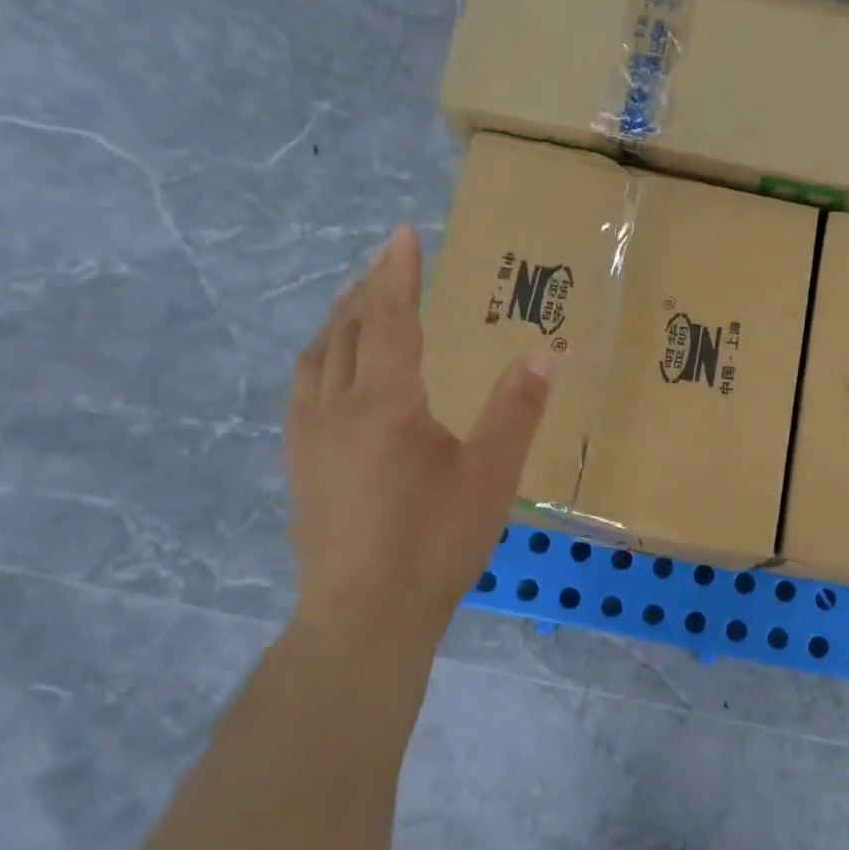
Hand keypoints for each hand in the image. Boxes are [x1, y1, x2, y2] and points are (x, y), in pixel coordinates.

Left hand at [286, 225, 556, 643]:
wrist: (365, 615)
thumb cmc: (435, 541)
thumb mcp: (492, 474)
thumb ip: (517, 409)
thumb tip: (548, 353)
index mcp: (385, 403)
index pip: (390, 319)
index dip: (397, 274)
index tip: (402, 234)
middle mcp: (337, 408)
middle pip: (346, 330)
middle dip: (366, 289)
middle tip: (385, 263)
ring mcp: (309, 439)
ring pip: (317, 359)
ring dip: (338, 322)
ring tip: (356, 305)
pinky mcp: (300, 467)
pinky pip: (305, 391)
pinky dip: (322, 360)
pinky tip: (334, 377)